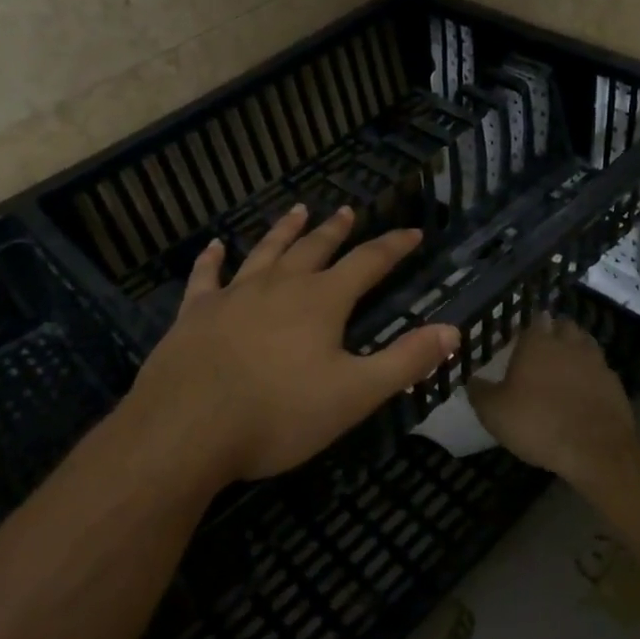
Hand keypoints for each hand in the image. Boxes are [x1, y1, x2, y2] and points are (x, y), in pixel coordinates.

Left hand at [121, 204, 459, 482]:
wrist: (187, 428)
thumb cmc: (279, 413)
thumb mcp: (355, 394)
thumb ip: (405, 361)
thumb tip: (452, 330)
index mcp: (321, 301)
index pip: (367, 263)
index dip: (393, 247)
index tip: (412, 232)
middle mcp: (279, 286)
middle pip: (314, 248)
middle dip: (336, 230)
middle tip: (347, 211)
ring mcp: (233, 295)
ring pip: (265, 252)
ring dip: (284, 230)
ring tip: (298, 210)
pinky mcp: (195, 313)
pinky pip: (206, 277)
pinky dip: (212, 259)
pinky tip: (215, 246)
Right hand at [468, 314, 638, 477]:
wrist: (595, 449)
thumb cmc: (538, 423)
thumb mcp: (494, 412)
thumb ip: (480, 392)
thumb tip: (472, 380)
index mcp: (537, 343)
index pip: (534, 320)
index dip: (527, 329)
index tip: (520, 341)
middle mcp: (568, 343)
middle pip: (563, 326)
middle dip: (554, 332)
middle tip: (543, 351)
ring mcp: (595, 361)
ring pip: (585, 343)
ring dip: (575, 350)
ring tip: (564, 368)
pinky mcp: (615, 382)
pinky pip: (600, 369)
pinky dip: (591, 375)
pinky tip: (583, 391)